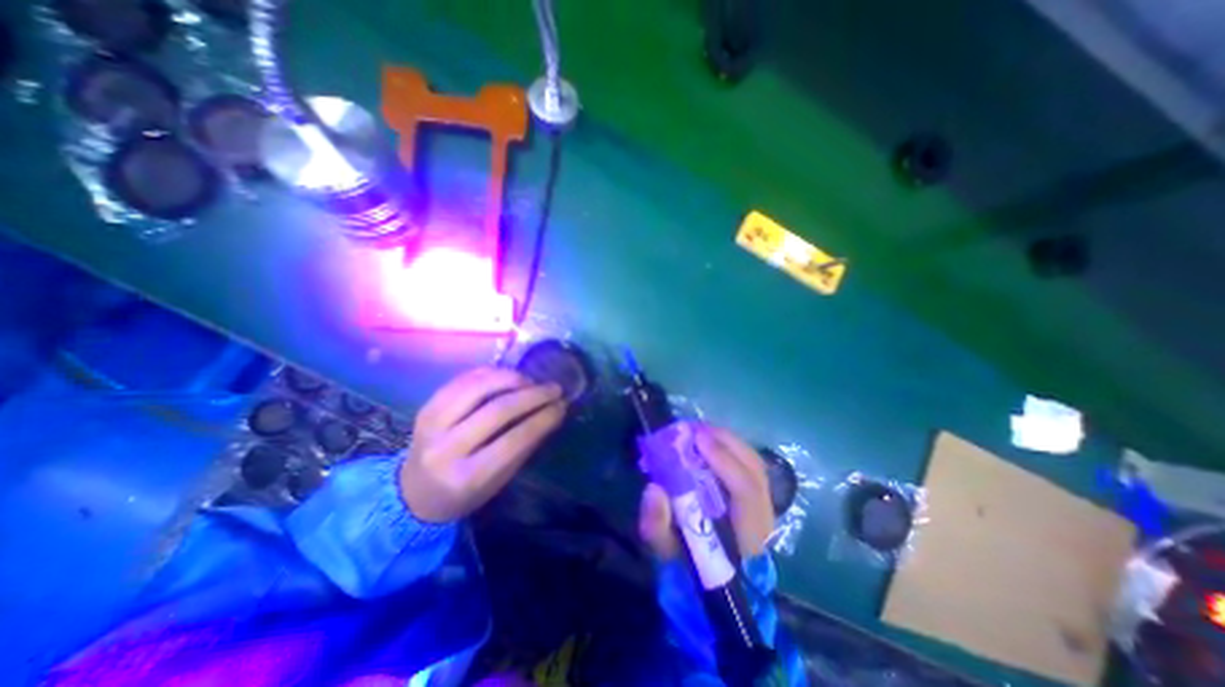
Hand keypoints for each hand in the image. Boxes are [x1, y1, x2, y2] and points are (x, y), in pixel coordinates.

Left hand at [400, 367, 567, 522]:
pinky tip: (508, 376)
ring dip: (512, 378)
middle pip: (498, 410)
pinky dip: (491, 373)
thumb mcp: (499, 480)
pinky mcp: (426, 406)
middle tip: (554, 388)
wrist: (415, 492)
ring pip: (479, 387)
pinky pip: (463, 379)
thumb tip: (552, 411)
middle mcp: (446, 449)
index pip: (514, 440)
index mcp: (467, 477)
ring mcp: (431, 424)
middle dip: (533, 395)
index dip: (543, 419)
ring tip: (531, 381)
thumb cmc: (466, 492)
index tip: (562, 405)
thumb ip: (524, 446)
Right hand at [641, 424, 774, 563]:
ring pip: (755, 465)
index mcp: (747, 538)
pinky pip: (750, 467)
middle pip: (755, 470)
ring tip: (701, 431)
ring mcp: (766, 510)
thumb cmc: (688, 569)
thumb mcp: (666, 554)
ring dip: (729, 443)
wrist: (712, 583)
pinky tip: (712, 443)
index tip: (697, 439)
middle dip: (726, 443)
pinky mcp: (759, 502)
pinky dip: (731, 450)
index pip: (746, 491)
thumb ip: (657, 526)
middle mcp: (764, 520)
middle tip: (695, 429)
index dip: (724, 460)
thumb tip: (653, 488)